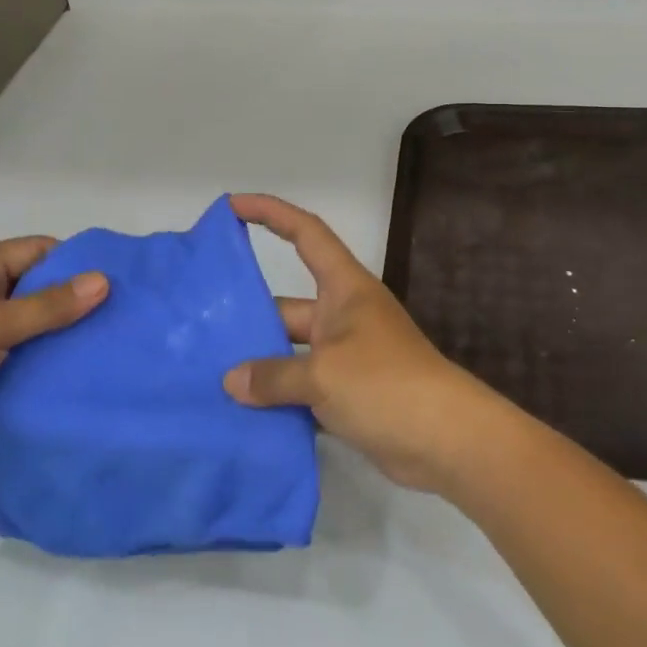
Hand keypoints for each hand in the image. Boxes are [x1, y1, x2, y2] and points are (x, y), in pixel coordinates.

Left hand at [0, 237, 107, 471]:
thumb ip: (48, 306)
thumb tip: (105, 281)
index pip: (36, 252)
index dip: (75, 260)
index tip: (118, 278)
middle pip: (38, 292)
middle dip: (76, 303)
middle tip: (126, 316)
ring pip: (33, 333)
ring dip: (63, 341)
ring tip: (116, 347)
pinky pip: (23, 367)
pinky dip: (47, 371)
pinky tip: (84, 377)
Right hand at [224, 194, 511, 493]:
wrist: (446, 440)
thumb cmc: (386, 384)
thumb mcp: (323, 374)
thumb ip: (273, 376)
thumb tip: (232, 381)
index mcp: (345, 288)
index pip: (306, 233)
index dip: (271, 213)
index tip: (233, 206)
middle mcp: (345, 315)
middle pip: (288, 305)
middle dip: (250, 315)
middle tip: (200, 328)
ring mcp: (348, 356)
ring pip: (293, 351)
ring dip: (260, 364)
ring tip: (210, 376)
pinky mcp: (350, 394)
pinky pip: (304, 388)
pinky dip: (278, 398)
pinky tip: (242, 414)